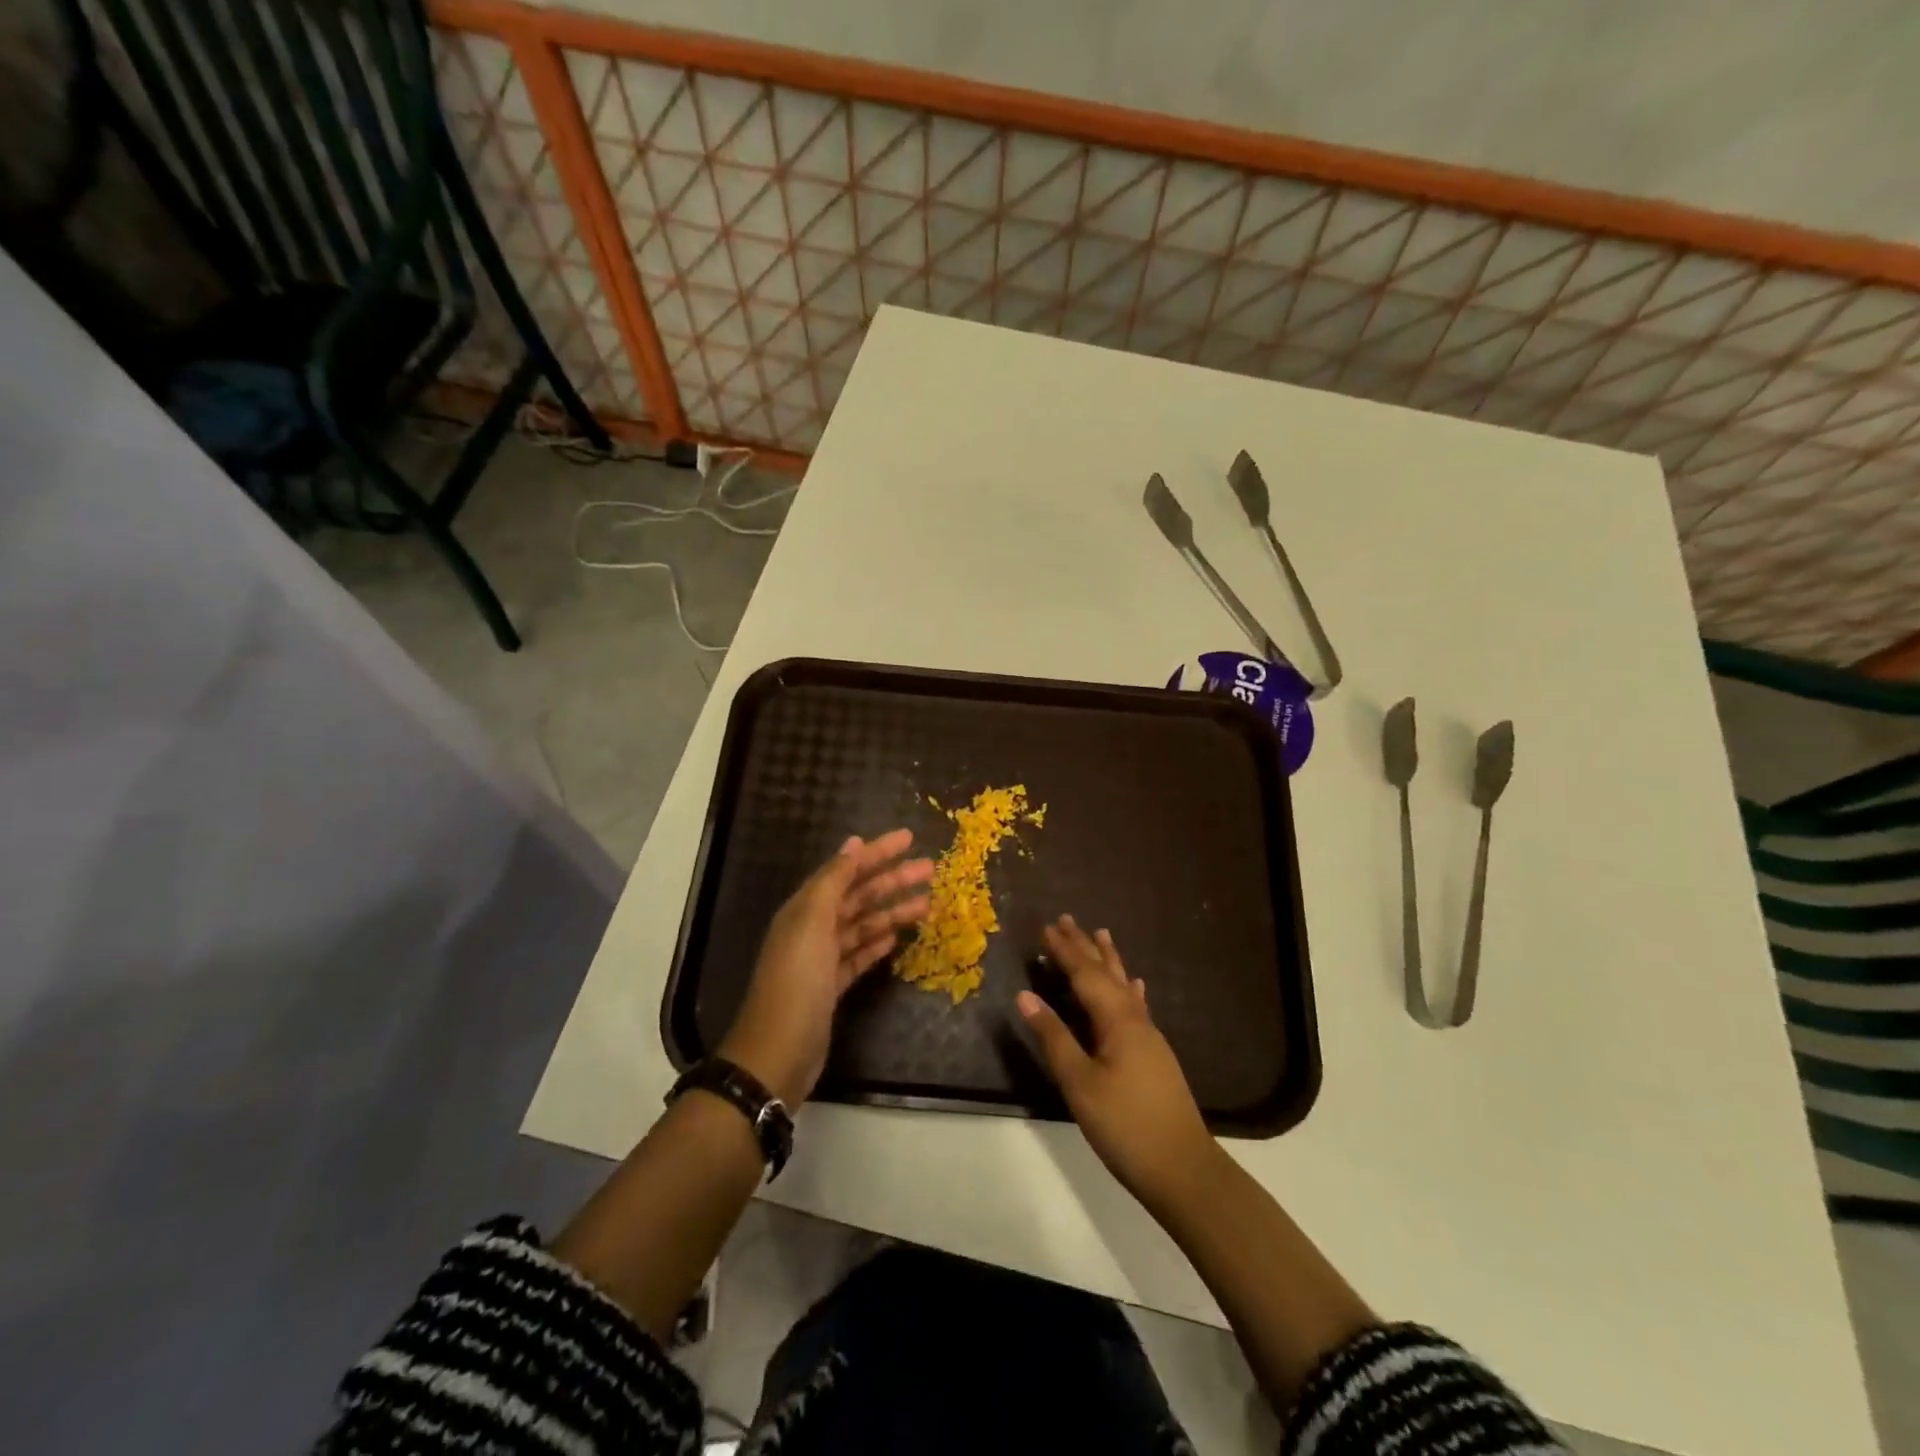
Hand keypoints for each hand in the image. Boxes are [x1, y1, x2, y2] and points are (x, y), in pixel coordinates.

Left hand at [720, 830, 932, 1106]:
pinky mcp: (832, 986)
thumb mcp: (812, 922)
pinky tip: (896, 938)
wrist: (778, 1052)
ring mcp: (822, 959)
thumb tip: (853, 844)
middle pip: (859, 896)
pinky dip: (877, 944)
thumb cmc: (797, 980)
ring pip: (863, 925)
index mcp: (806, 907)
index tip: (909, 838)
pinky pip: (858, 955)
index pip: (846, 869)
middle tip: (930, 870)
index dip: (877, 852)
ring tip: (927, 905)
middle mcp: (813, 927)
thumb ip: (833, 881)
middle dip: (893, 880)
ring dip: (892, 912)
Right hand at [1018, 916, 1218, 1212]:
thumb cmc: (1126, 1125)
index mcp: (1116, 1020)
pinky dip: (1130, 990)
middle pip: (1107, 973)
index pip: (1085, 975)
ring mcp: (1149, 1037)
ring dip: (1109, 961)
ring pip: (1124, 986)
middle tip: (1067, 919)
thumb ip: (1054, 1037)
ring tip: (1102, 935)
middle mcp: (1135, 1020)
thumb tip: (1026, 995)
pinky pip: (1137, 1006)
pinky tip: (1136, 986)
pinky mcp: (1154, 1055)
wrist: (1183, 1169)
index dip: (1065, 951)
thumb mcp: (1080, 1083)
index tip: (1046, 927)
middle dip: (1085, 947)